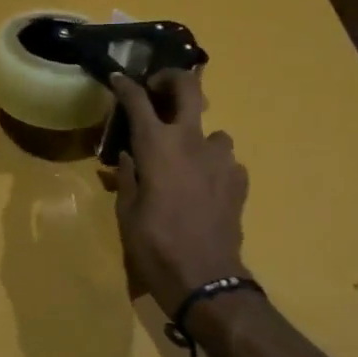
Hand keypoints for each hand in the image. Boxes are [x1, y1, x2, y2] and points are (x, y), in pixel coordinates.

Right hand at [110, 70, 249, 313]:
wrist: (204, 278)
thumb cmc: (154, 245)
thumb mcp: (126, 212)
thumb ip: (127, 177)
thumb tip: (127, 157)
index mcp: (157, 147)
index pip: (138, 101)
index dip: (125, 87)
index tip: (117, 78)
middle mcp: (192, 142)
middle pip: (188, 89)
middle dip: (171, 80)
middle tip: (158, 88)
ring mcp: (221, 160)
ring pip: (213, 131)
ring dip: (197, 136)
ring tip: (185, 157)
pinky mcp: (239, 180)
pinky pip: (225, 161)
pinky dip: (212, 166)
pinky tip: (204, 185)